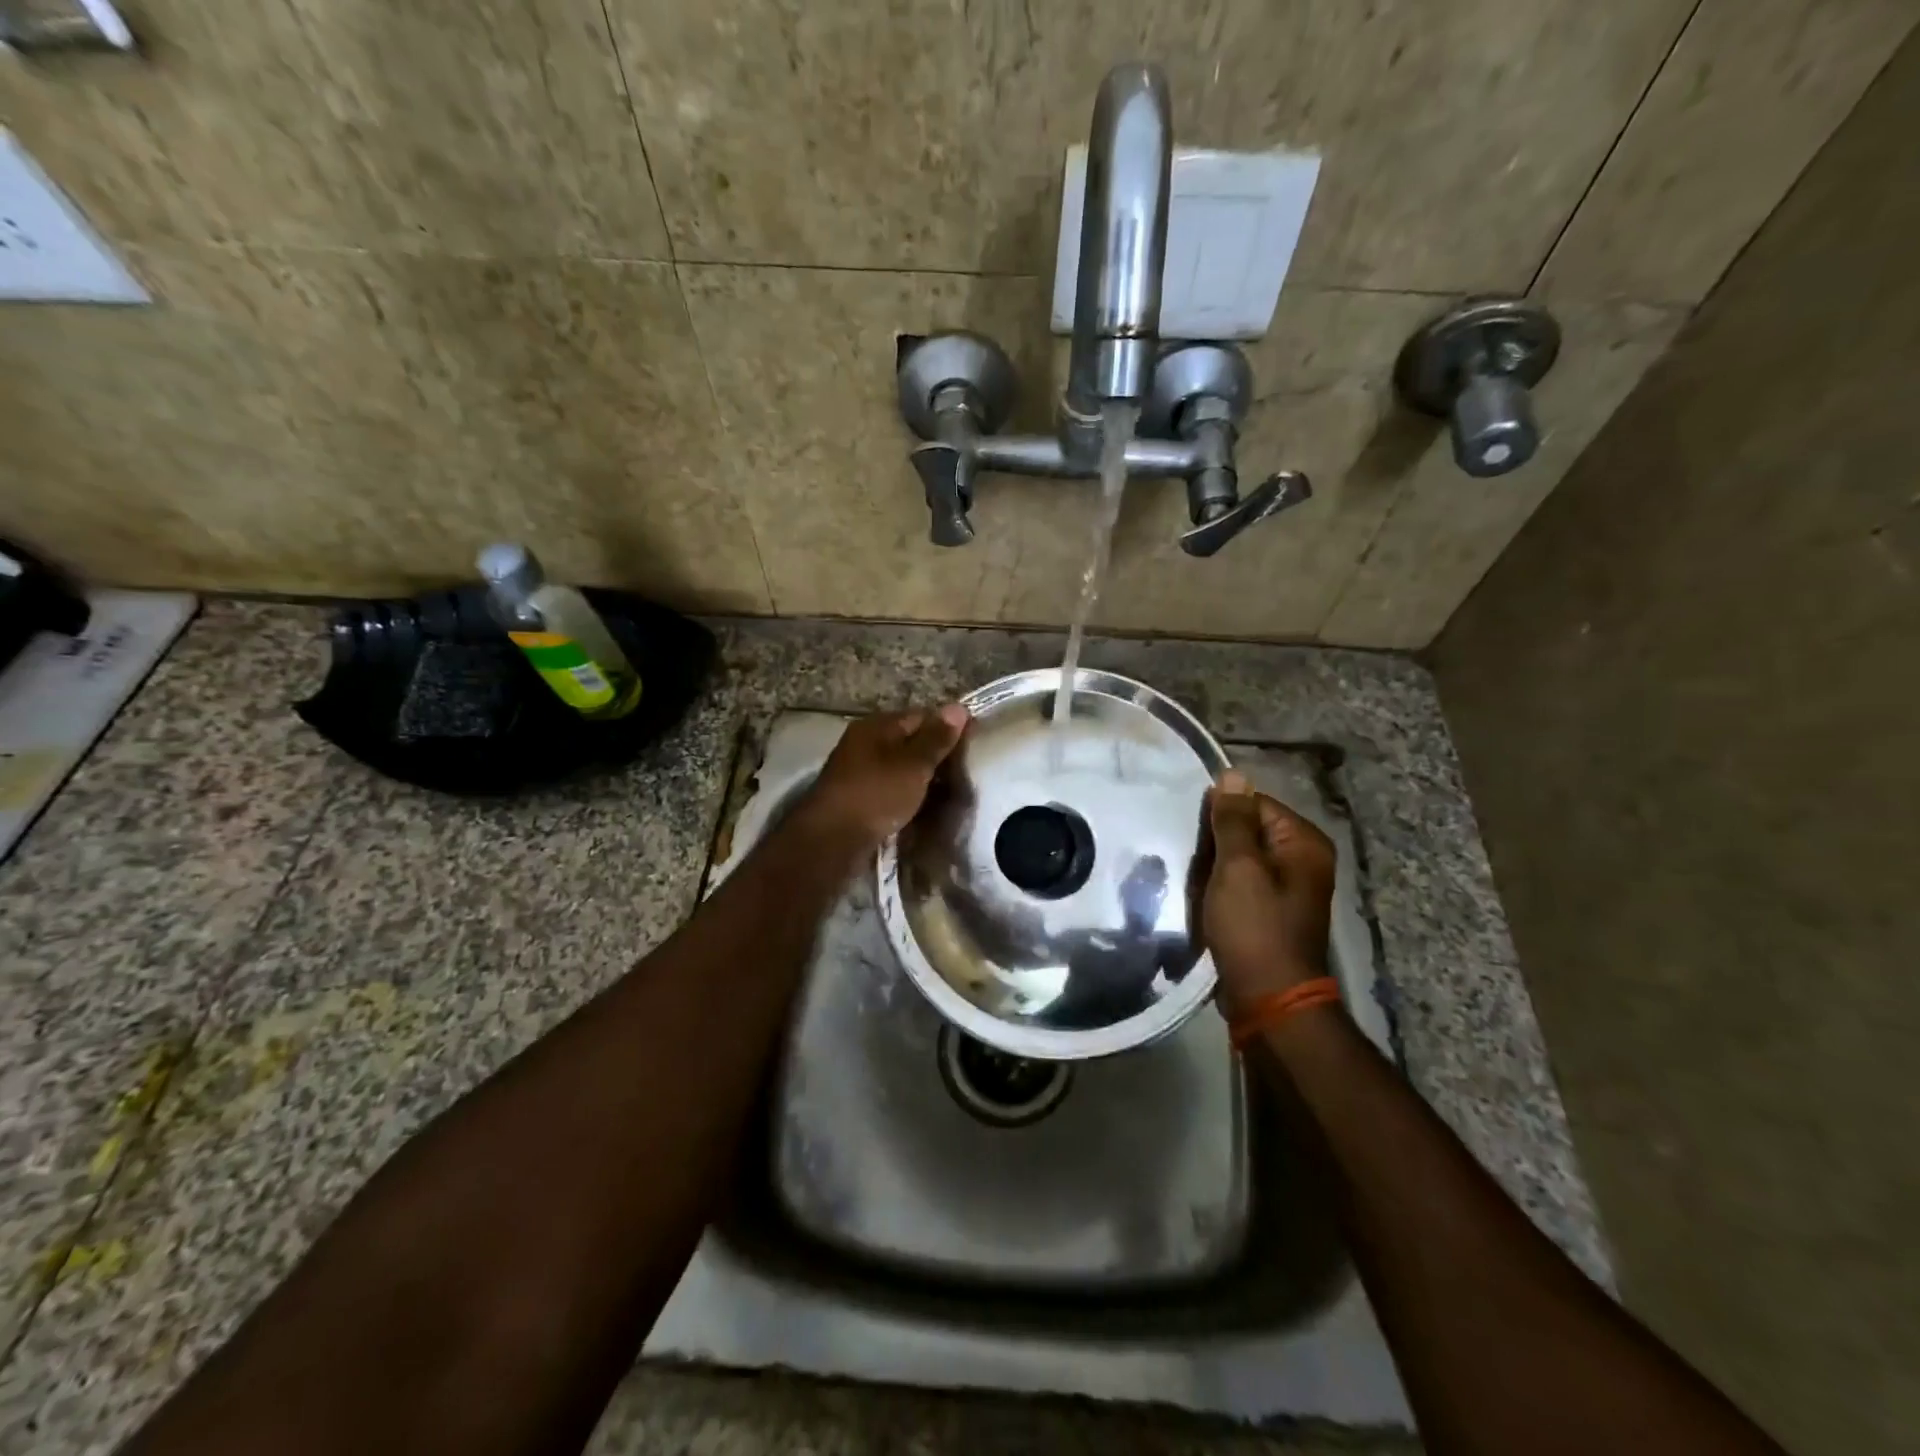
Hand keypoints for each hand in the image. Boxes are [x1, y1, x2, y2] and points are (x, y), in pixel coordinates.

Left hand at [796, 704, 969, 848]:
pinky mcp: (857, 797)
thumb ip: (937, 738)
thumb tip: (958, 707)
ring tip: (949, 794)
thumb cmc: (876, 794)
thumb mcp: (913, 764)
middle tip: (964, 774)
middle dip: (936, 757)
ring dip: (922, 778)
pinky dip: (906, 795)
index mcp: (877, 725)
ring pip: (900, 767)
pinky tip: (922, 808)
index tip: (973, 747)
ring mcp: (858, 770)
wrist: (832, 840)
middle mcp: (864, 742)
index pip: (922, 716)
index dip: (949, 729)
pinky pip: (890, 788)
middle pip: (909, 742)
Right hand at [1202, 770, 1336, 1016]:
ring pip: (1238, 858)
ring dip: (1213, 867)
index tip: (1195, 836)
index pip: (1254, 803)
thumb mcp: (1239, 867)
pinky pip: (1239, 883)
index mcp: (1304, 842)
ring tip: (1195, 882)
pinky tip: (1202, 898)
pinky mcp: (1269, 910)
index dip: (1220, 816)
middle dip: (1216, 844)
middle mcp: (1302, 860)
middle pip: (1247, 830)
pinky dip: (1219, 887)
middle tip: (1194, 863)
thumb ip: (1234, 820)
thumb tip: (1233, 774)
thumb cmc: (1254, 927)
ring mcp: (1287, 888)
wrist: (1268, 998)